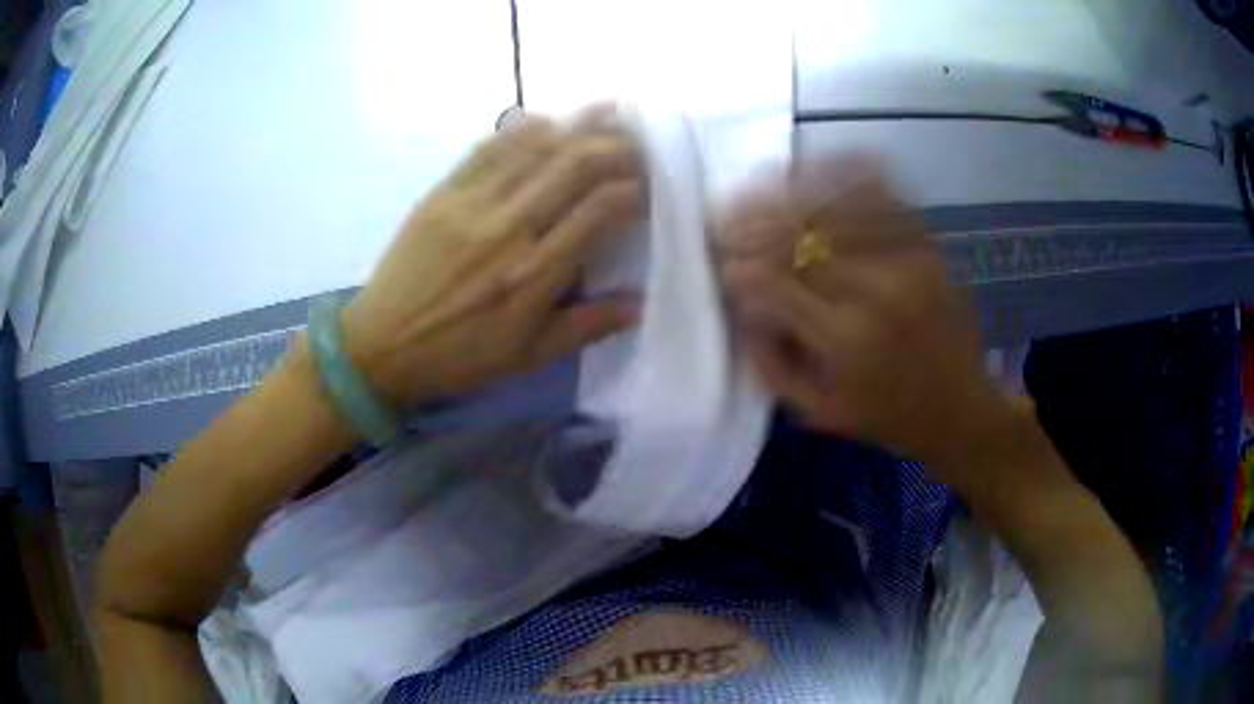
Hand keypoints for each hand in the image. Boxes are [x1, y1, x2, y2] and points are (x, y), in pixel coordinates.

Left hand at [342, 110, 643, 406]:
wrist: (381, 345)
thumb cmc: (458, 356)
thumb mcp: (528, 357)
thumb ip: (586, 327)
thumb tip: (641, 305)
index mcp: (533, 275)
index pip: (600, 211)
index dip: (635, 190)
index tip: (652, 187)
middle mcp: (508, 228)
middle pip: (575, 165)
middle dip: (618, 147)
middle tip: (640, 145)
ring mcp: (472, 203)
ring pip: (537, 147)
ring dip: (580, 125)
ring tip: (611, 115)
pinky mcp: (444, 191)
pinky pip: (490, 146)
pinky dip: (525, 128)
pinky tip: (550, 120)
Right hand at [718, 156, 1014, 473]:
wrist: (962, 408)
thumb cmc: (887, 418)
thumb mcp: (818, 411)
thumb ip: (771, 360)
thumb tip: (740, 302)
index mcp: (846, 339)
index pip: (773, 281)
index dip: (738, 266)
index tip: (721, 263)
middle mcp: (877, 289)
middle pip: (799, 234)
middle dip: (752, 224)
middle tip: (726, 220)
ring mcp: (908, 258)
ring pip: (834, 205)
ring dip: (788, 194)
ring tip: (760, 191)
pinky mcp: (928, 245)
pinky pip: (880, 195)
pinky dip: (843, 177)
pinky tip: (816, 171)